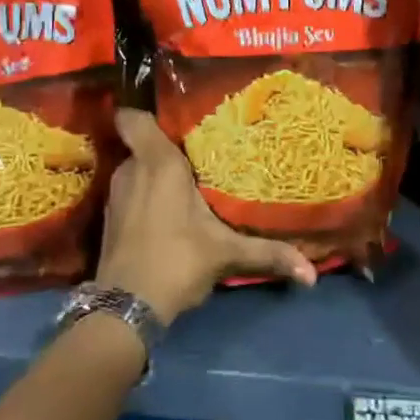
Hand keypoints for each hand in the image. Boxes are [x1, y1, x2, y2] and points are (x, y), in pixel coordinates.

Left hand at [96, 108, 317, 322]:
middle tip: (197, 153)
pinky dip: (144, 197)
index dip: (144, 110)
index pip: (133, 118)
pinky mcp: (108, 220)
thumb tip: (311, 274)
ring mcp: (115, 195)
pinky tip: (166, 213)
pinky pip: (129, 193)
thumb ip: (268, 254)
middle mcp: (132, 171)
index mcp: (158, 163)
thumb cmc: (177, 261)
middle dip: (165, 150)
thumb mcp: (225, 254)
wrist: (125, 309)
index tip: (171, 115)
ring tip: (185, 183)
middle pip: (143, 145)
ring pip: (136, 170)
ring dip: (154, 176)